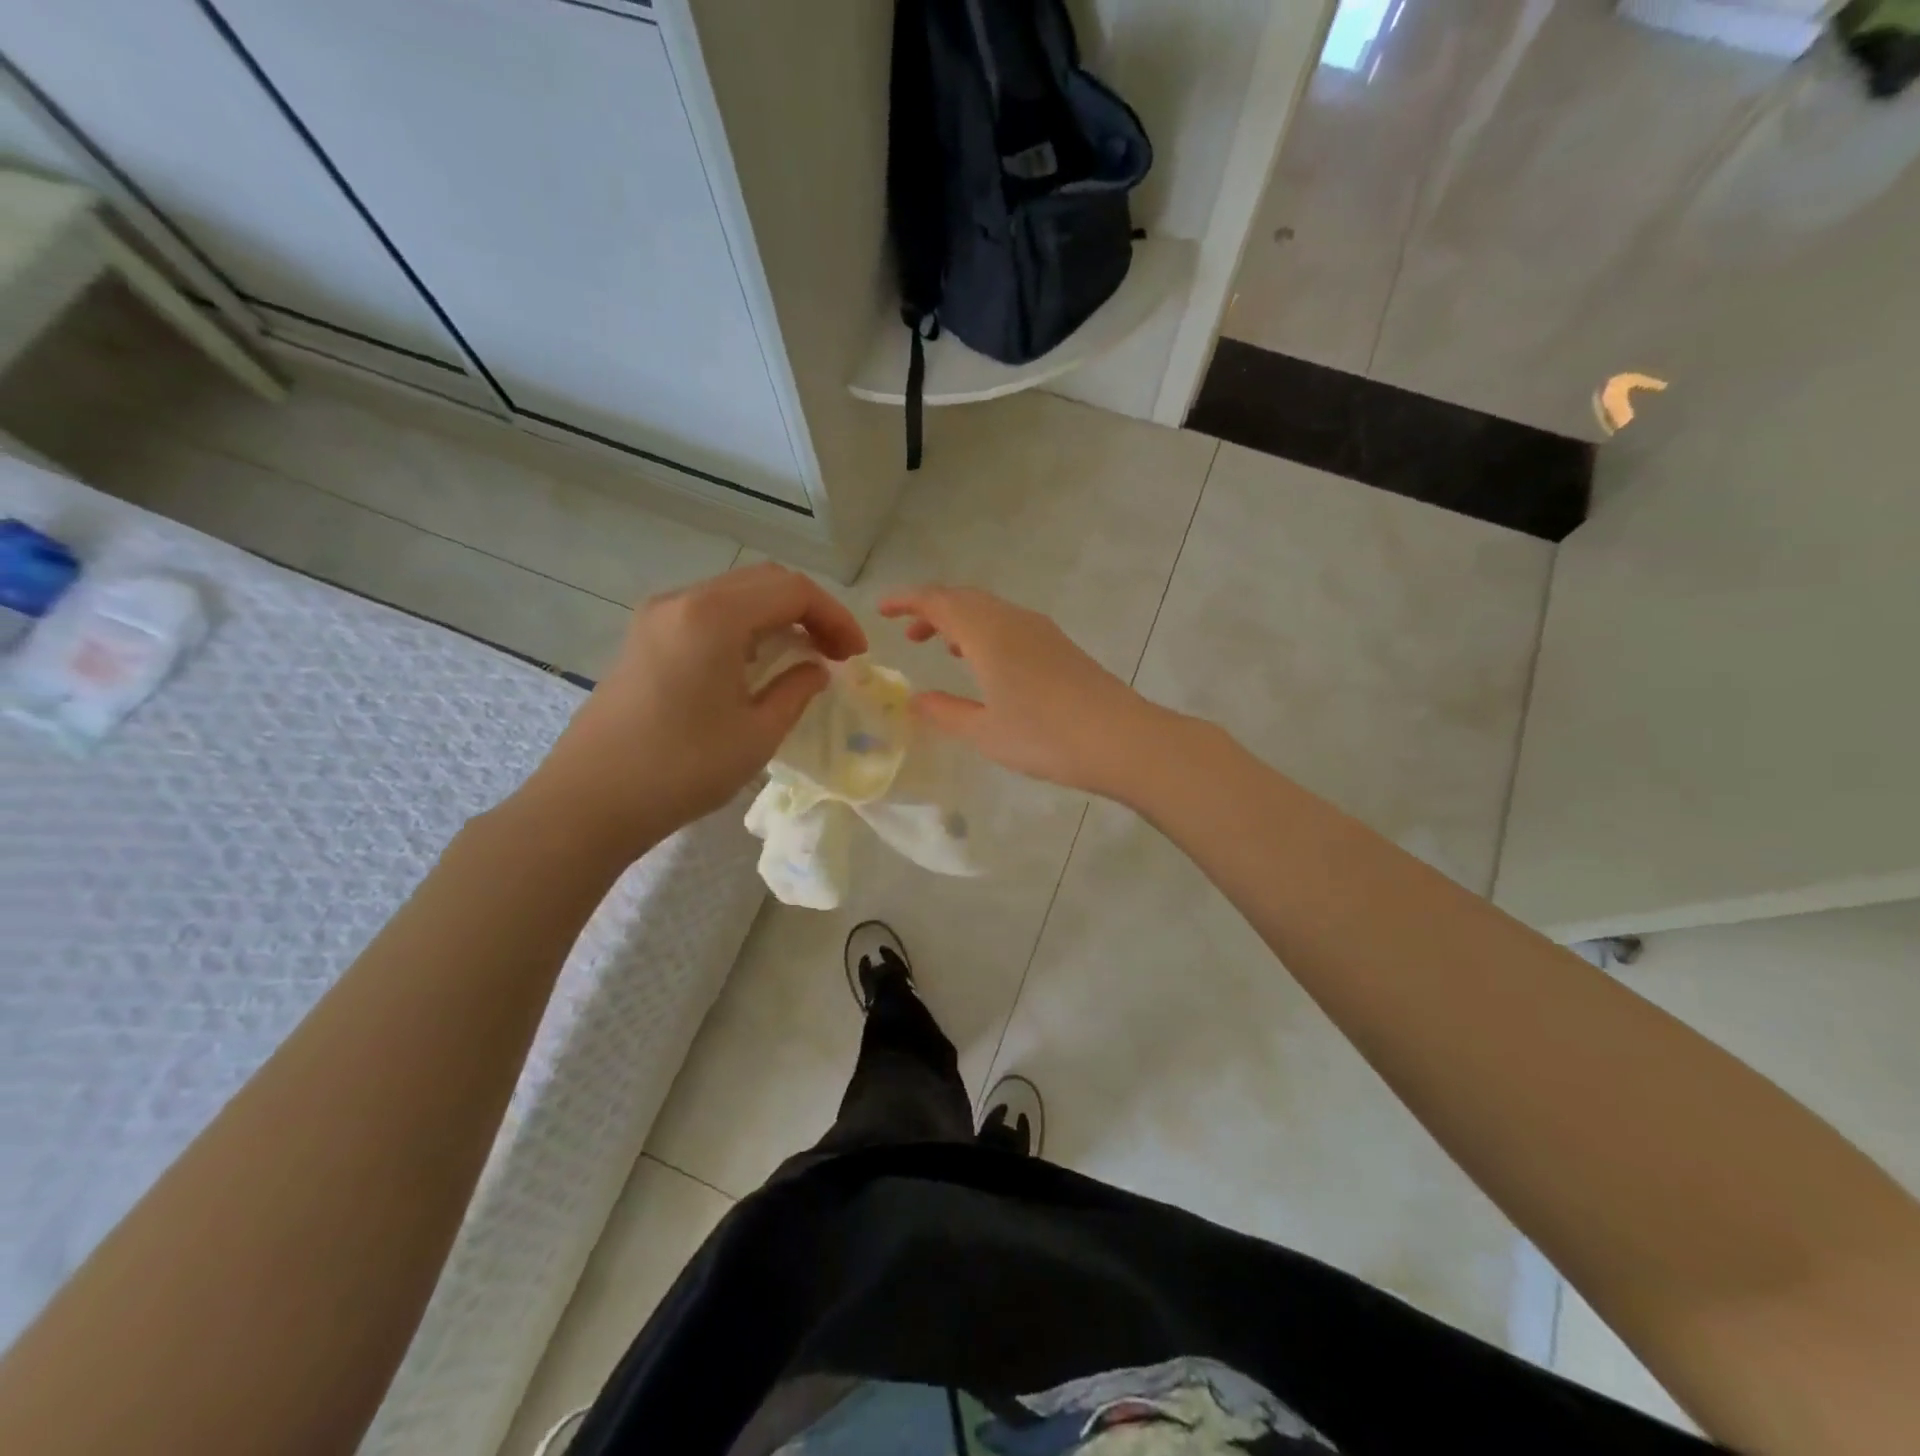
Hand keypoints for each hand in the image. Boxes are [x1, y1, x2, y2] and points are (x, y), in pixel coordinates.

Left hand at [525, 563, 866, 853]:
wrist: (589, 801)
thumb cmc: (681, 769)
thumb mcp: (757, 734)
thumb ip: (796, 691)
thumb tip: (816, 669)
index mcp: (713, 616)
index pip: (792, 591)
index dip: (834, 617)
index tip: (856, 656)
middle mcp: (683, 600)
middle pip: (764, 582)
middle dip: (810, 611)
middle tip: (837, 653)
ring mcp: (657, 617)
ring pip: (735, 595)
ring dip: (778, 616)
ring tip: (805, 656)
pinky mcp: (644, 638)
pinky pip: (708, 614)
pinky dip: (746, 627)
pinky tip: (758, 662)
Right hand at [878, 585, 1163, 796]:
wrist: (1121, 739)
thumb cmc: (1044, 737)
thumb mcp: (984, 732)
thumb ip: (945, 712)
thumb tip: (915, 699)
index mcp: (987, 633)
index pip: (938, 601)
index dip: (906, 600)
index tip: (881, 609)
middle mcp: (1013, 620)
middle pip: (964, 598)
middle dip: (932, 609)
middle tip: (908, 632)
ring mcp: (1040, 631)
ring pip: (990, 610)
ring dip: (960, 621)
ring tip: (941, 646)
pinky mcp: (1059, 646)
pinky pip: (1010, 624)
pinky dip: (986, 632)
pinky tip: (986, 662)